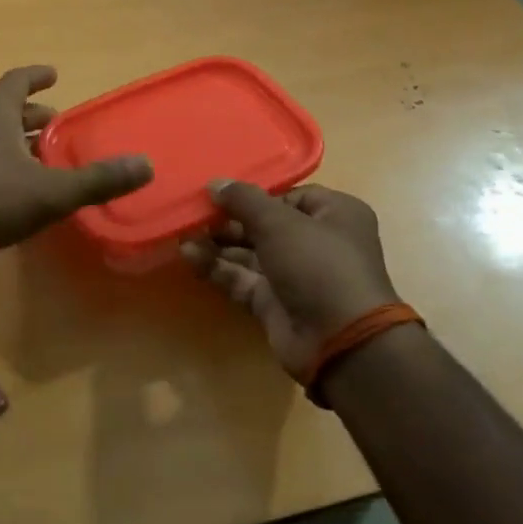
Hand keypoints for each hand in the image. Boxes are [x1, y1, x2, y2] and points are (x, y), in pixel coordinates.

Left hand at [0, 66, 152, 279]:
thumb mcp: (51, 191)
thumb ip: (98, 179)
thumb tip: (145, 165)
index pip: (16, 80)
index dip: (36, 75)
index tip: (54, 74)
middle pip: (3, 108)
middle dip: (31, 113)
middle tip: (56, 122)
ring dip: (14, 139)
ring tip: (40, 155)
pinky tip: (14, 188)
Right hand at [180, 182, 400, 378]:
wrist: (339, 340)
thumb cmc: (318, 264)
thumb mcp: (279, 222)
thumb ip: (244, 200)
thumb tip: (215, 183)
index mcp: (334, 214)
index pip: (289, 196)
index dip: (255, 195)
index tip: (220, 194)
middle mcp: (317, 242)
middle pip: (265, 224)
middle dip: (228, 220)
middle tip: (194, 214)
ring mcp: (295, 275)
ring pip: (249, 253)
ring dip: (217, 243)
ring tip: (183, 233)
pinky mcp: (274, 303)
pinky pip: (242, 279)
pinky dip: (217, 268)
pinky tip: (189, 256)